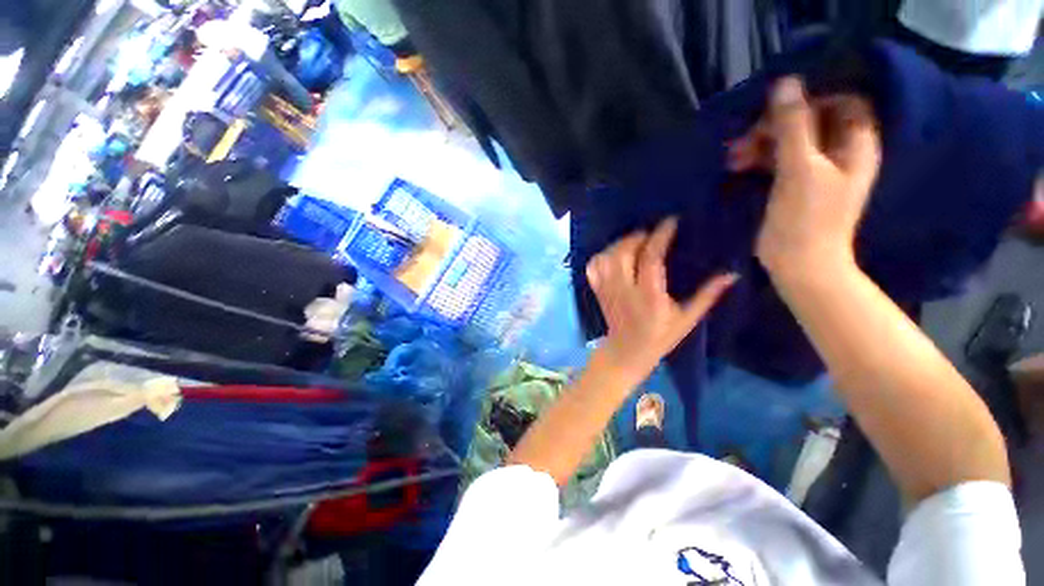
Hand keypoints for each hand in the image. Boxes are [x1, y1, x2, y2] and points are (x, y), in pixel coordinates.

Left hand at [586, 217, 737, 382]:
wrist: (626, 352)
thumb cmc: (660, 337)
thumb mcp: (687, 319)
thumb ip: (707, 295)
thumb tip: (731, 273)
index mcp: (650, 297)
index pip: (651, 259)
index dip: (660, 236)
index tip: (671, 221)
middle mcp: (625, 290)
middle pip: (623, 253)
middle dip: (637, 237)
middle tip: (651, 233)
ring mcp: (607, 290)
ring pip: (606, 258)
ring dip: (620, 243)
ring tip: (634, 241)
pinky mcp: (598, 291)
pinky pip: (593, 267)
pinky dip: (601, 255)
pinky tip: (613, 254)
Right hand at [729, 77, 880, 277]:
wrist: (800, 265)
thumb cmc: (806, 219)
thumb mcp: (800, 169)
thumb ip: (793, 126)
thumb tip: (786, 83)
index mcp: (855, 144)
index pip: (842, 102)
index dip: (811, 100)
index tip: (777, 113)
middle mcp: (840, 153)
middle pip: (811, 121)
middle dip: (776, 126)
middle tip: (743, 139)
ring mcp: (817, 170)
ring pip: (790, 141)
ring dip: (761, 144)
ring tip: (732, 157)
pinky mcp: (795, 185)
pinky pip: (778, 161)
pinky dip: (759, 160)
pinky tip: (738, 166)